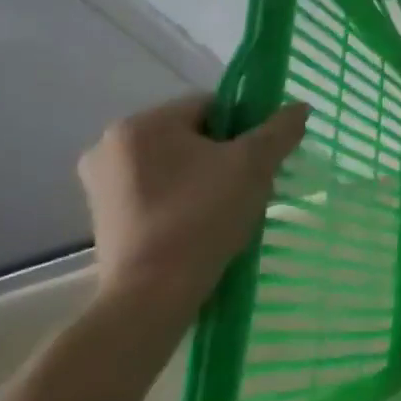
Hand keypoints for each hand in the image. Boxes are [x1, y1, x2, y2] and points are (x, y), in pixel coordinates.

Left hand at [77, 94, 308, 317]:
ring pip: (176, 163)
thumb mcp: (255, 164)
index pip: (211, 105)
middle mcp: (110, 146)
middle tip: (249, 182)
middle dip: (225, 153)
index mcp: (141, 124)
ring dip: (205, 176)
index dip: (245, 126)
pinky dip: (183, 198)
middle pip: (192, 134)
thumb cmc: (202, 216)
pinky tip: (202, 222)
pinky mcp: (103, 217)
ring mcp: (100, 184)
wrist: (152, 296)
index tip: (260, 156)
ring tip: (229, 206)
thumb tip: (299, 107)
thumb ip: (280, 128)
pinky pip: (157, 190)